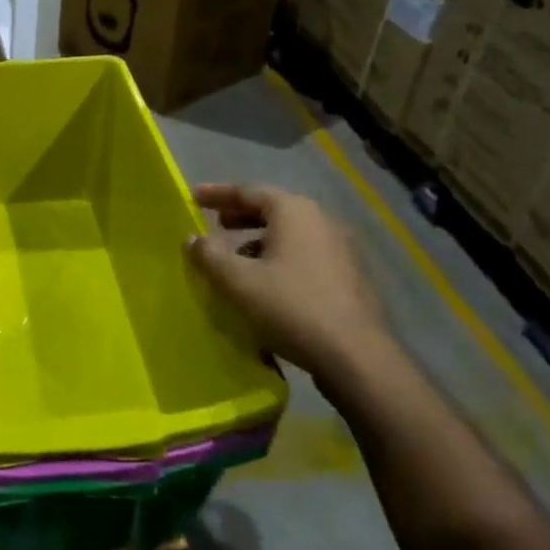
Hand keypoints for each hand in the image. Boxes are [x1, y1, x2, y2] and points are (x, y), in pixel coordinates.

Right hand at [185, 184, 390, 383]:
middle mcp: (321, 221)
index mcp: (294, 212)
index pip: (248, 191)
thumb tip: (192, 239)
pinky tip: (266, 281)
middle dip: (240, 215)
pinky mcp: (349, 277)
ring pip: (289, 234)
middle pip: (272, 209)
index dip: (217, 194)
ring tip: (236, 256)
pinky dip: (279, 257)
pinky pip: (304, 254)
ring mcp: (340, 249)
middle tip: (215, 223)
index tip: (193, 197)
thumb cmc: (291, 307)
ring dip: (259, 239)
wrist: (357, 358)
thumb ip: (209, 255)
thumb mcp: (238, 281)